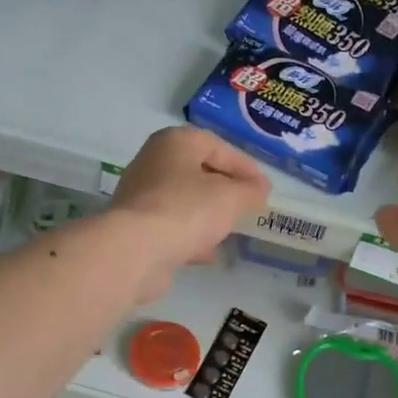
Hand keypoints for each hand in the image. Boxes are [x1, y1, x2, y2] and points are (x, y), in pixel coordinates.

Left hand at [109, 127, 270, 300]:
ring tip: (232, 230)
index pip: (216, 145)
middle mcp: (153, 163)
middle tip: (247, 206)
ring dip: (208, 215)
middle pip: (197, 172)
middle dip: (225, 190)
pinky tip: (209, 253)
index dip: (243, 166)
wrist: (135, 251)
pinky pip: (171, 227)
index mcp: (174, 143)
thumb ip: (251, 191)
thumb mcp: (231, 197)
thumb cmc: (187, 210)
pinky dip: (191, 236)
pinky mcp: (135, 228)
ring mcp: (140, 197)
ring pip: (183, 201)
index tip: (263, 187)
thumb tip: (259, 189)